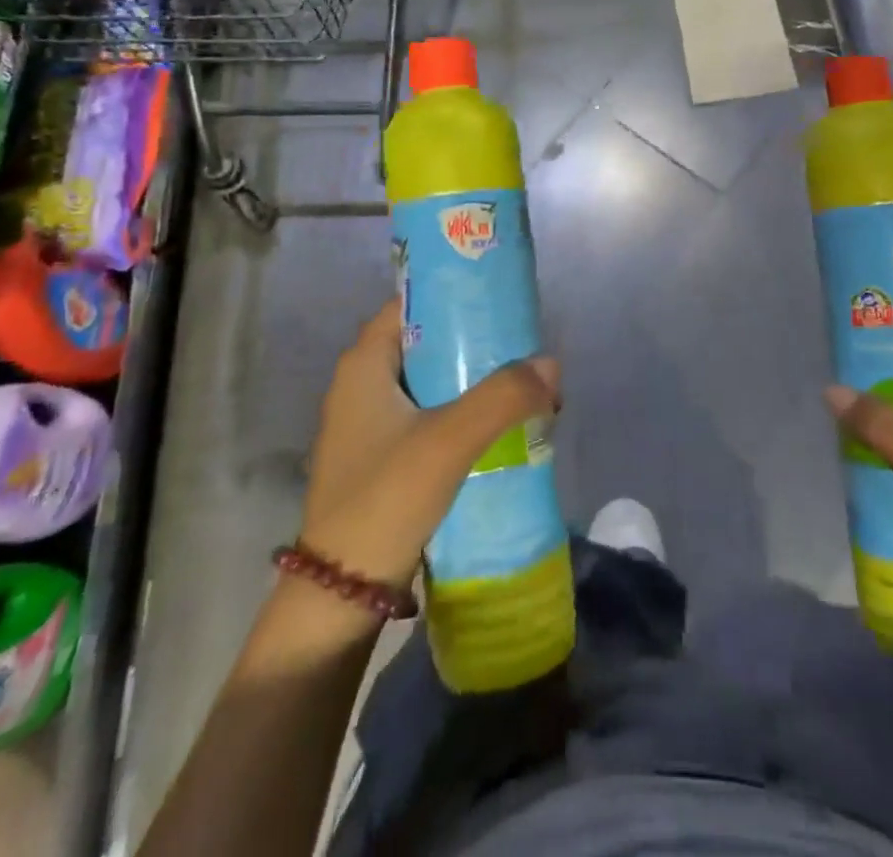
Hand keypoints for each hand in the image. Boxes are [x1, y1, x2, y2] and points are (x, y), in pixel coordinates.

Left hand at [300, 301, 560, 590]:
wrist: (342, 595)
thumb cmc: (385, 499)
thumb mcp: (448, 441)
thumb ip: (502, 397)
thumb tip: (551, 364)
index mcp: (363, 365)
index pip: (411, 305)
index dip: (453, 296)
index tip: (499, 299)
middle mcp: (362, 385)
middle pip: (426, 343)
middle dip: (474, 342)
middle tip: (522, 344)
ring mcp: (371, 424)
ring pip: (431, 382)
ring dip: (473, 381)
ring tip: (522, 382)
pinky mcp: (383, 456)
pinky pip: (430, 415)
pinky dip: (462, 412)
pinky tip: (499, 424)